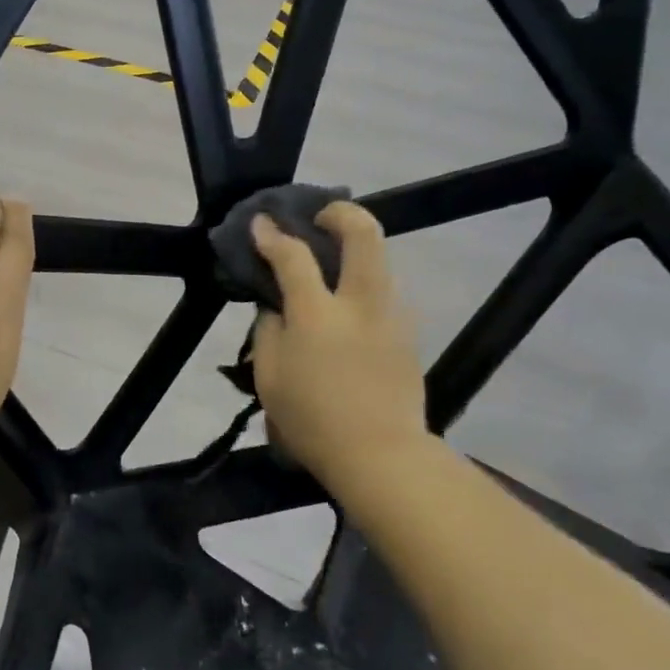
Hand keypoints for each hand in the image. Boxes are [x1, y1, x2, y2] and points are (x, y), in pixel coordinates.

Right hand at [250, 202, 426, 483]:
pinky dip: (365, 282)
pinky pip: (385, 291)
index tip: (260, 223)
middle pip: (363, 233)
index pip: (293, 257)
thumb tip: (276, 306)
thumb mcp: (269, 378)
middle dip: (341, 212)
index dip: (273, 235)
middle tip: (321, 217)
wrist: (382, 456)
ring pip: (381, 259)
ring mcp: (392, 315)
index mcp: (318, 314)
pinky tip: (349, 304)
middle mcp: (361, 303)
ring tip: (334, 261)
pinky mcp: (409, 333)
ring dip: (357, 248)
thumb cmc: (313, 421)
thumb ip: (269, 331)